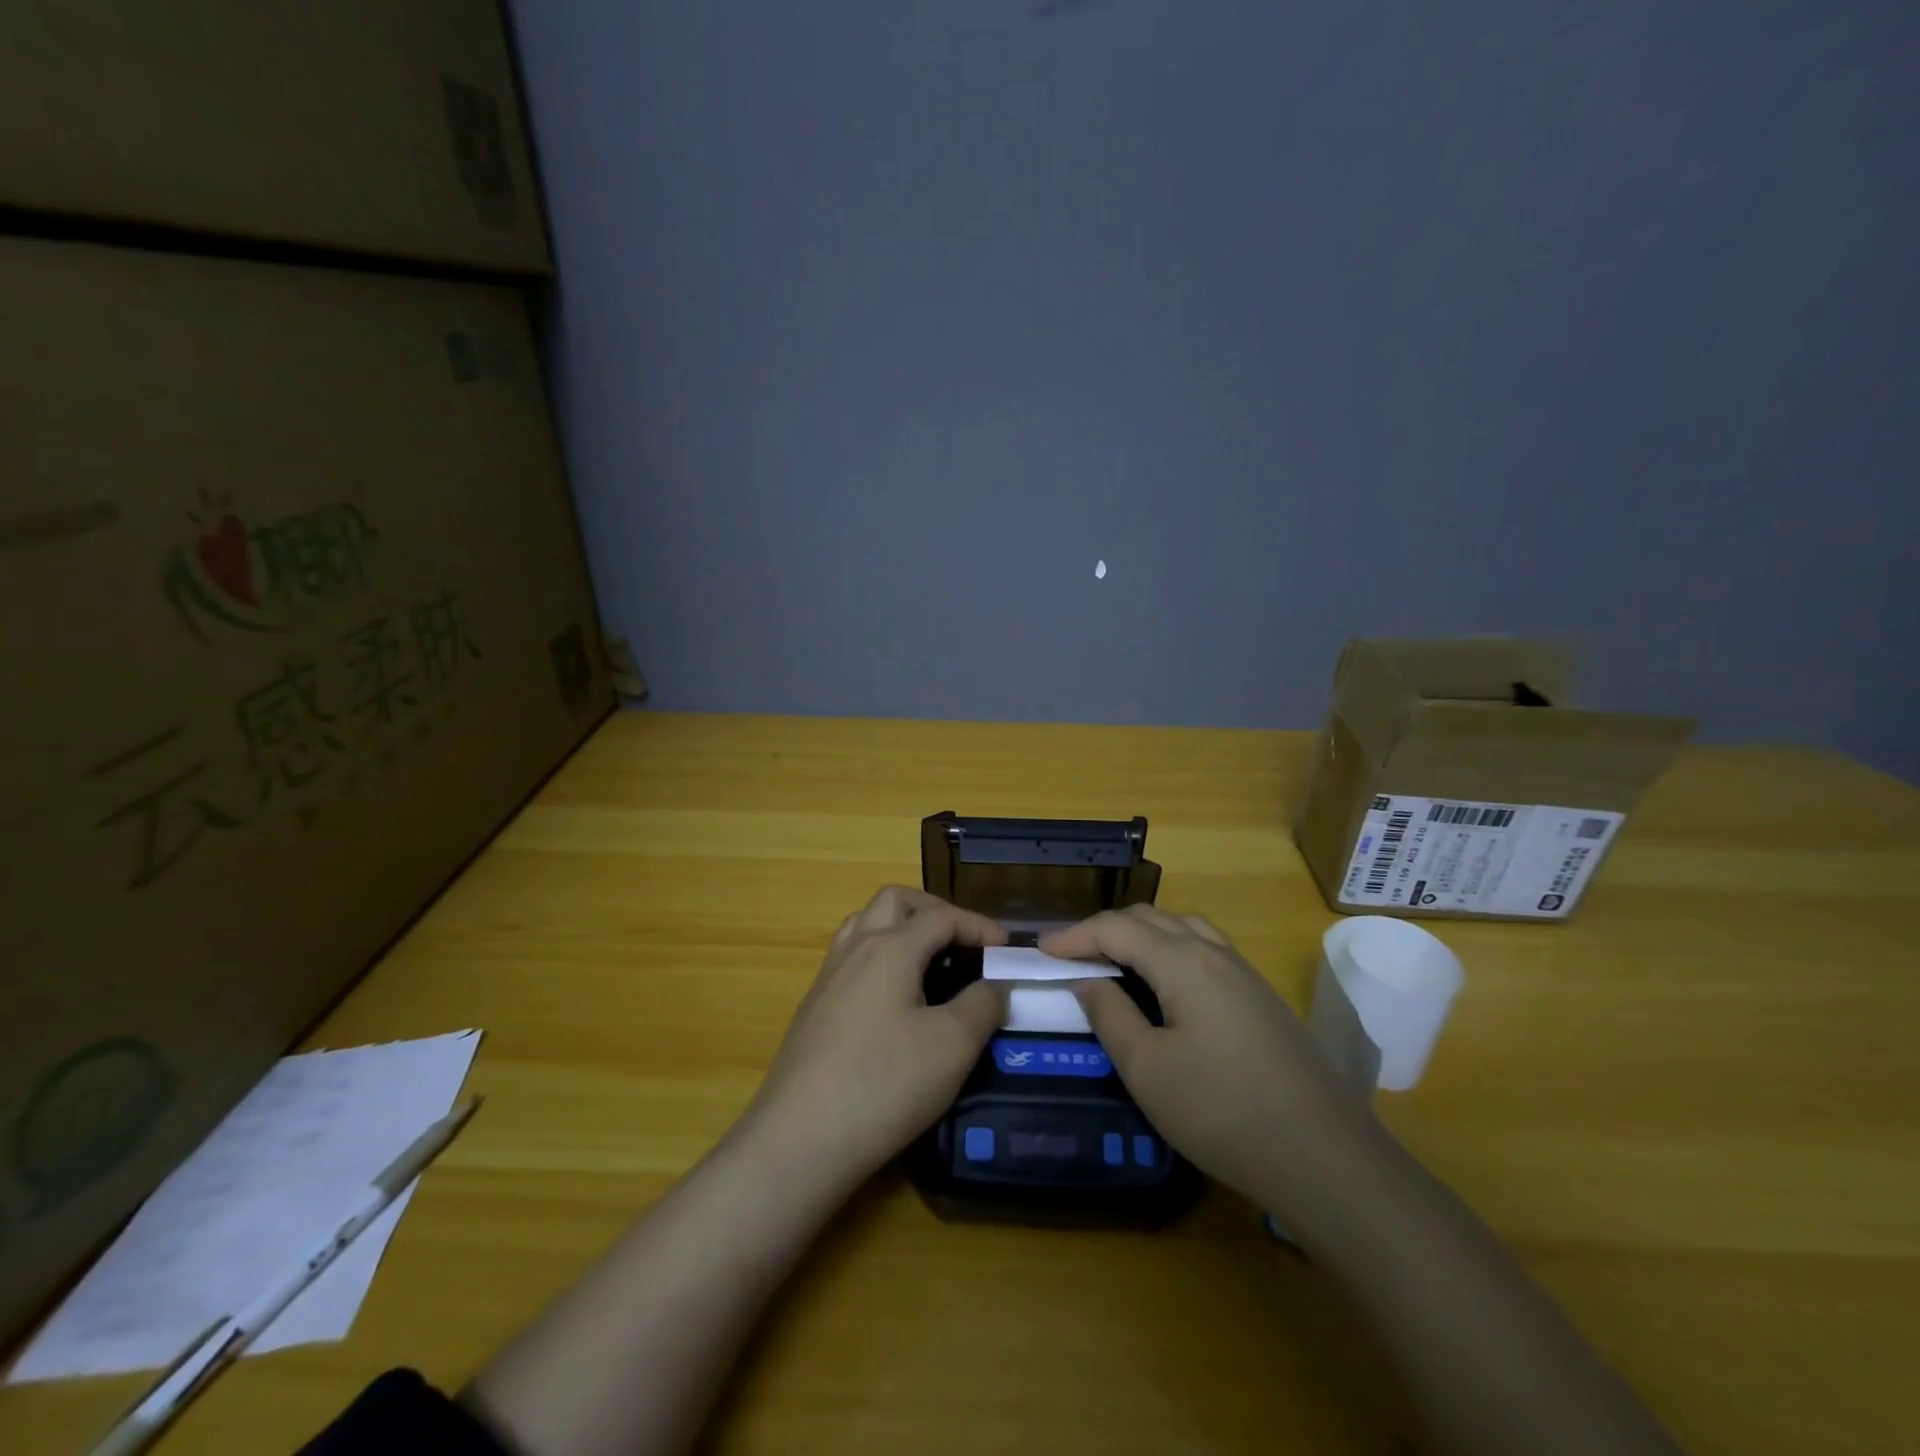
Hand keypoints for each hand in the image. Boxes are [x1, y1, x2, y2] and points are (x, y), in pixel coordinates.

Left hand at [744, 887, 1007, 1184]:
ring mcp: (828, 977)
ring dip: (900, 927)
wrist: (799, 1139)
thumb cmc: (884, 1083)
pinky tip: (893, 999)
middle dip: (934, 909)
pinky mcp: (814, 1008)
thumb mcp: (952, 1046)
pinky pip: (850, 958)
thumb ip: (983, 1005)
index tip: (1006, 950)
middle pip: (894, 901)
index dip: (978, 925)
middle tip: (962, 940)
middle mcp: (855, 949)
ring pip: (864, 924)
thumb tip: (997, 985)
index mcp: (890, 948)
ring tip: (928, 960)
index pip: (941, 916)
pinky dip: (879, 956)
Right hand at [1041, 906, 1381, 1215]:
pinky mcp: (1262, 998)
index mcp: (1183, 961)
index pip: (1116, 928)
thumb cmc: (1222, 1112)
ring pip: (1182, 929)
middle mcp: (1215, 953)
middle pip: (1150, 919)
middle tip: (1071, 956)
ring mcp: (1245, 974)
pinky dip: (1171, 950)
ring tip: (1114, 961)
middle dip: (1105, 930)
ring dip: (1141, 935)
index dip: (1074, 936)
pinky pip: (1205, 950)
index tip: (1040, 952)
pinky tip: (1166, 985)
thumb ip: (1110, 1015)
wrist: (1325, 1158)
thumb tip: (1087, 980)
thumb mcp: (1148, 1069)